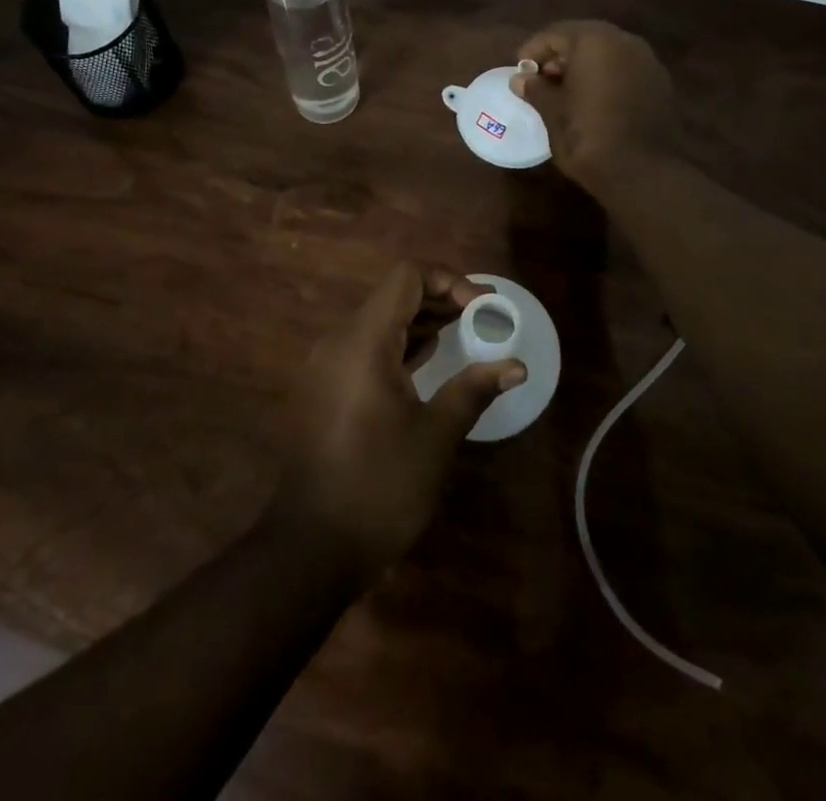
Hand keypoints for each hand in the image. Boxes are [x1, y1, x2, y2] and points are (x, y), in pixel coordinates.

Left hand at [272, 262, 526, 581]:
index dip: (448, 280)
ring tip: (463, 334)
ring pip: (378, 321)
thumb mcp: (435, 437)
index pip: (406, 277)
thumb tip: (516, 365)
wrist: (309, 548)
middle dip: (439, 298)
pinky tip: (426, 362)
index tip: (482, 307)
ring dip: (420, 321)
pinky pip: (365, 347)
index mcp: (364, 342)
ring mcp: (326, 365)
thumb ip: (473, 389)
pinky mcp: (324, 388)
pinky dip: (398, 344)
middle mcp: (339, 341)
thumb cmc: (378, 487)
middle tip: (481, 318)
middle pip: (392, 296)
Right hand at [511, 20, 679, 188]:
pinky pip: (625, 69)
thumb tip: (520, 79)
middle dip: (560, 56)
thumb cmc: (587, 136)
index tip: (520, 71)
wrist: (641, 172)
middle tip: (541, 79)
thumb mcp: (552, 112)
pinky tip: (594, 101)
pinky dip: (606, 77)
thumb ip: (536, 89)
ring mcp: (647, 61)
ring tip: (565, 92)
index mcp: (594, 41)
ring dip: (584, 66)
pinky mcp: (660, 83)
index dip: (533, 50)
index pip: (555, 34)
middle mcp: (624, 41)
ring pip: (607, 52)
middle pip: (584, 38)